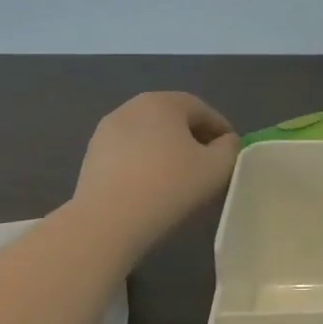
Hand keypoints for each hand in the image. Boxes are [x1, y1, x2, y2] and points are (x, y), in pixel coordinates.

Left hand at [72, 92, 239, 254]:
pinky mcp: (92, 155)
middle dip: (194, 138)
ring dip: (168, 150)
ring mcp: (107, 130)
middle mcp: (132, 107)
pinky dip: (145, 162)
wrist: (107, 221)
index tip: (231, 153)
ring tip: (179, 178)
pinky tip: (151, 186)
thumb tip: (225, 141)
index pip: (202, 110)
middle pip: (173, 119)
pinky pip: (129, 152)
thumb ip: (230, 148)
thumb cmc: (169, 186)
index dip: (221, 130)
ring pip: (150, 136)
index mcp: (163, 102)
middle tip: (208, 165)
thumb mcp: (218, 167)